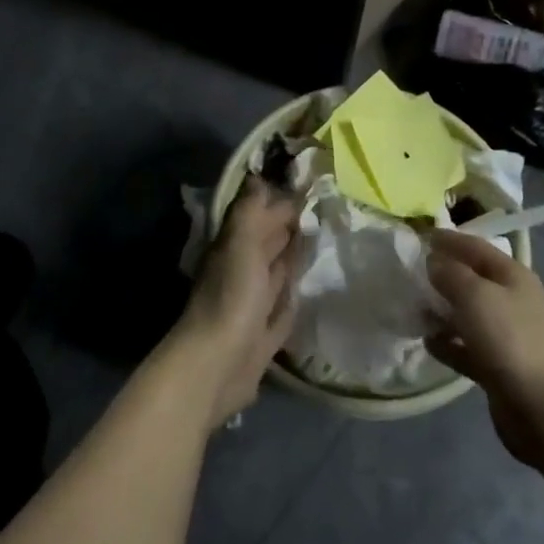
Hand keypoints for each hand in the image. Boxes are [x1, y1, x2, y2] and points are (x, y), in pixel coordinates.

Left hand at [170, 175, 301, 429]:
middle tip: (326, 211)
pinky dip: (293, 298)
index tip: (313, 188)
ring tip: (324, 244)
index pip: (260, 215)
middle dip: (291, 227)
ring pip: (276, 273)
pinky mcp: (264, 334)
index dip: (282, 202)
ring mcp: (253, 304)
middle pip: (269, 243)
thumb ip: (249, 212)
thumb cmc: (232, 298)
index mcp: (235, 247)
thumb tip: (258, 177)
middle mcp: (242, 271)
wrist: (217, 366)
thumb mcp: (240, 244)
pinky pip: (282, 309)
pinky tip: (308, 291)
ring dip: (294, 259)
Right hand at [423, 230, 543, 466]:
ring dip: (441, 310)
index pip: (475, 247)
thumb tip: (434, 262)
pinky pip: (466, 346)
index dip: (448, 240)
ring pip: (467, 313)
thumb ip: (450, 273)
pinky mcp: (497, 365)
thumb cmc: (508, 340)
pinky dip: (448, 342)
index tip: (418, 236)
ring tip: (413, 309)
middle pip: (471, 279)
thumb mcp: (475, 295)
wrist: (541, 409)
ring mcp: (506, 335)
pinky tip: (427, 341)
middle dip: (442, 275)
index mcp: (513, 276)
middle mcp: (511, 301)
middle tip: (409, 273)